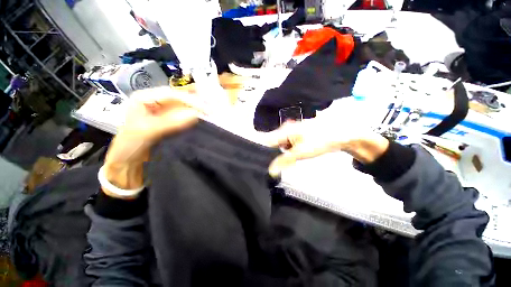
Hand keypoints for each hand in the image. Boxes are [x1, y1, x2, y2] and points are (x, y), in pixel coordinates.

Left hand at [103, 87, 203, 194]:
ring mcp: (165, 113)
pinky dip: (196, 118)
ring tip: (213, 113)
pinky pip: (186, 118)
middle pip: (180, 99)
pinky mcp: (171, 123)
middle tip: (213, 109)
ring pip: (185, 108)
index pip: (171, 94)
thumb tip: (196, 115)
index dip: (190, 100)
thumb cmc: (130, 145)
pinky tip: (205, 120)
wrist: (128, 164)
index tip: (206, 109)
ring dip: (198, 110)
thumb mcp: (147, 131)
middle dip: (197, 103)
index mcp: (145, 98)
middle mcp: (156, 102)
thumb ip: (170, 122)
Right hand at [267, 118, 389, 176]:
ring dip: (280, 153)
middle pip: (272, 143)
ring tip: (282, 161)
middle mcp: (286, 130)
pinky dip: (288, 151)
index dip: (262, 151)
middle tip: (272, 164)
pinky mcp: (298, 136)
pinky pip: (288, 145)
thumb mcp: (300, 152)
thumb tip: (271, 170)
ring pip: (280, 145)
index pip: (266, 141)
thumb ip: (284, 161)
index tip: (260, 162)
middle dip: (271, 153)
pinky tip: (291, 157)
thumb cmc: (320, 140)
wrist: (340, 134)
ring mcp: (292, 133)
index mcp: (284, 131)